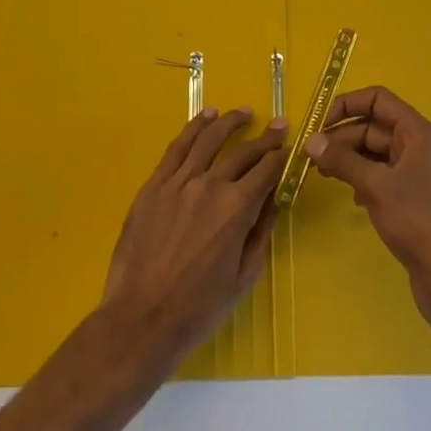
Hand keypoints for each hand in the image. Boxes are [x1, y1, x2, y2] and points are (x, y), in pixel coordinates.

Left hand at [101, 107, 287, 369]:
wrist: (142, 318)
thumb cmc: (199, 307)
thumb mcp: (244, 276)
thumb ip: (260, 232)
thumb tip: (272, 200)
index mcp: (237, 209)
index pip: (267, 170)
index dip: (281, 156)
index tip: (289, 146)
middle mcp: (210, 185)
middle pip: (243, 152)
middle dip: (265, 138)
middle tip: (278, 125)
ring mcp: (178, 182)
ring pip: (208, 140)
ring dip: (229, 122)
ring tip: (242, 113)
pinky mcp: (154, 185)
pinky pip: (177, 148)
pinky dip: (194, 128)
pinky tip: (205, 118)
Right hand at [304, 87, 430, 336]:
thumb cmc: (418, 223)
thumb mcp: (376, 186)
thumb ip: (343, 160)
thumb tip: (311, 141)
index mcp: (418, 133)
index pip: (378, 99)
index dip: (347, 105)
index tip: (319, 125)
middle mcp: (419, 146)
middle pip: (373, 126)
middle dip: (341, 137)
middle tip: (311, 157)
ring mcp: (417, 173)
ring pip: (375, 153)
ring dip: (348, 159)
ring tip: (322, 175)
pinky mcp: (412, 198)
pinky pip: (381, 176)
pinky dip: (362, 180)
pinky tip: (351, 198)